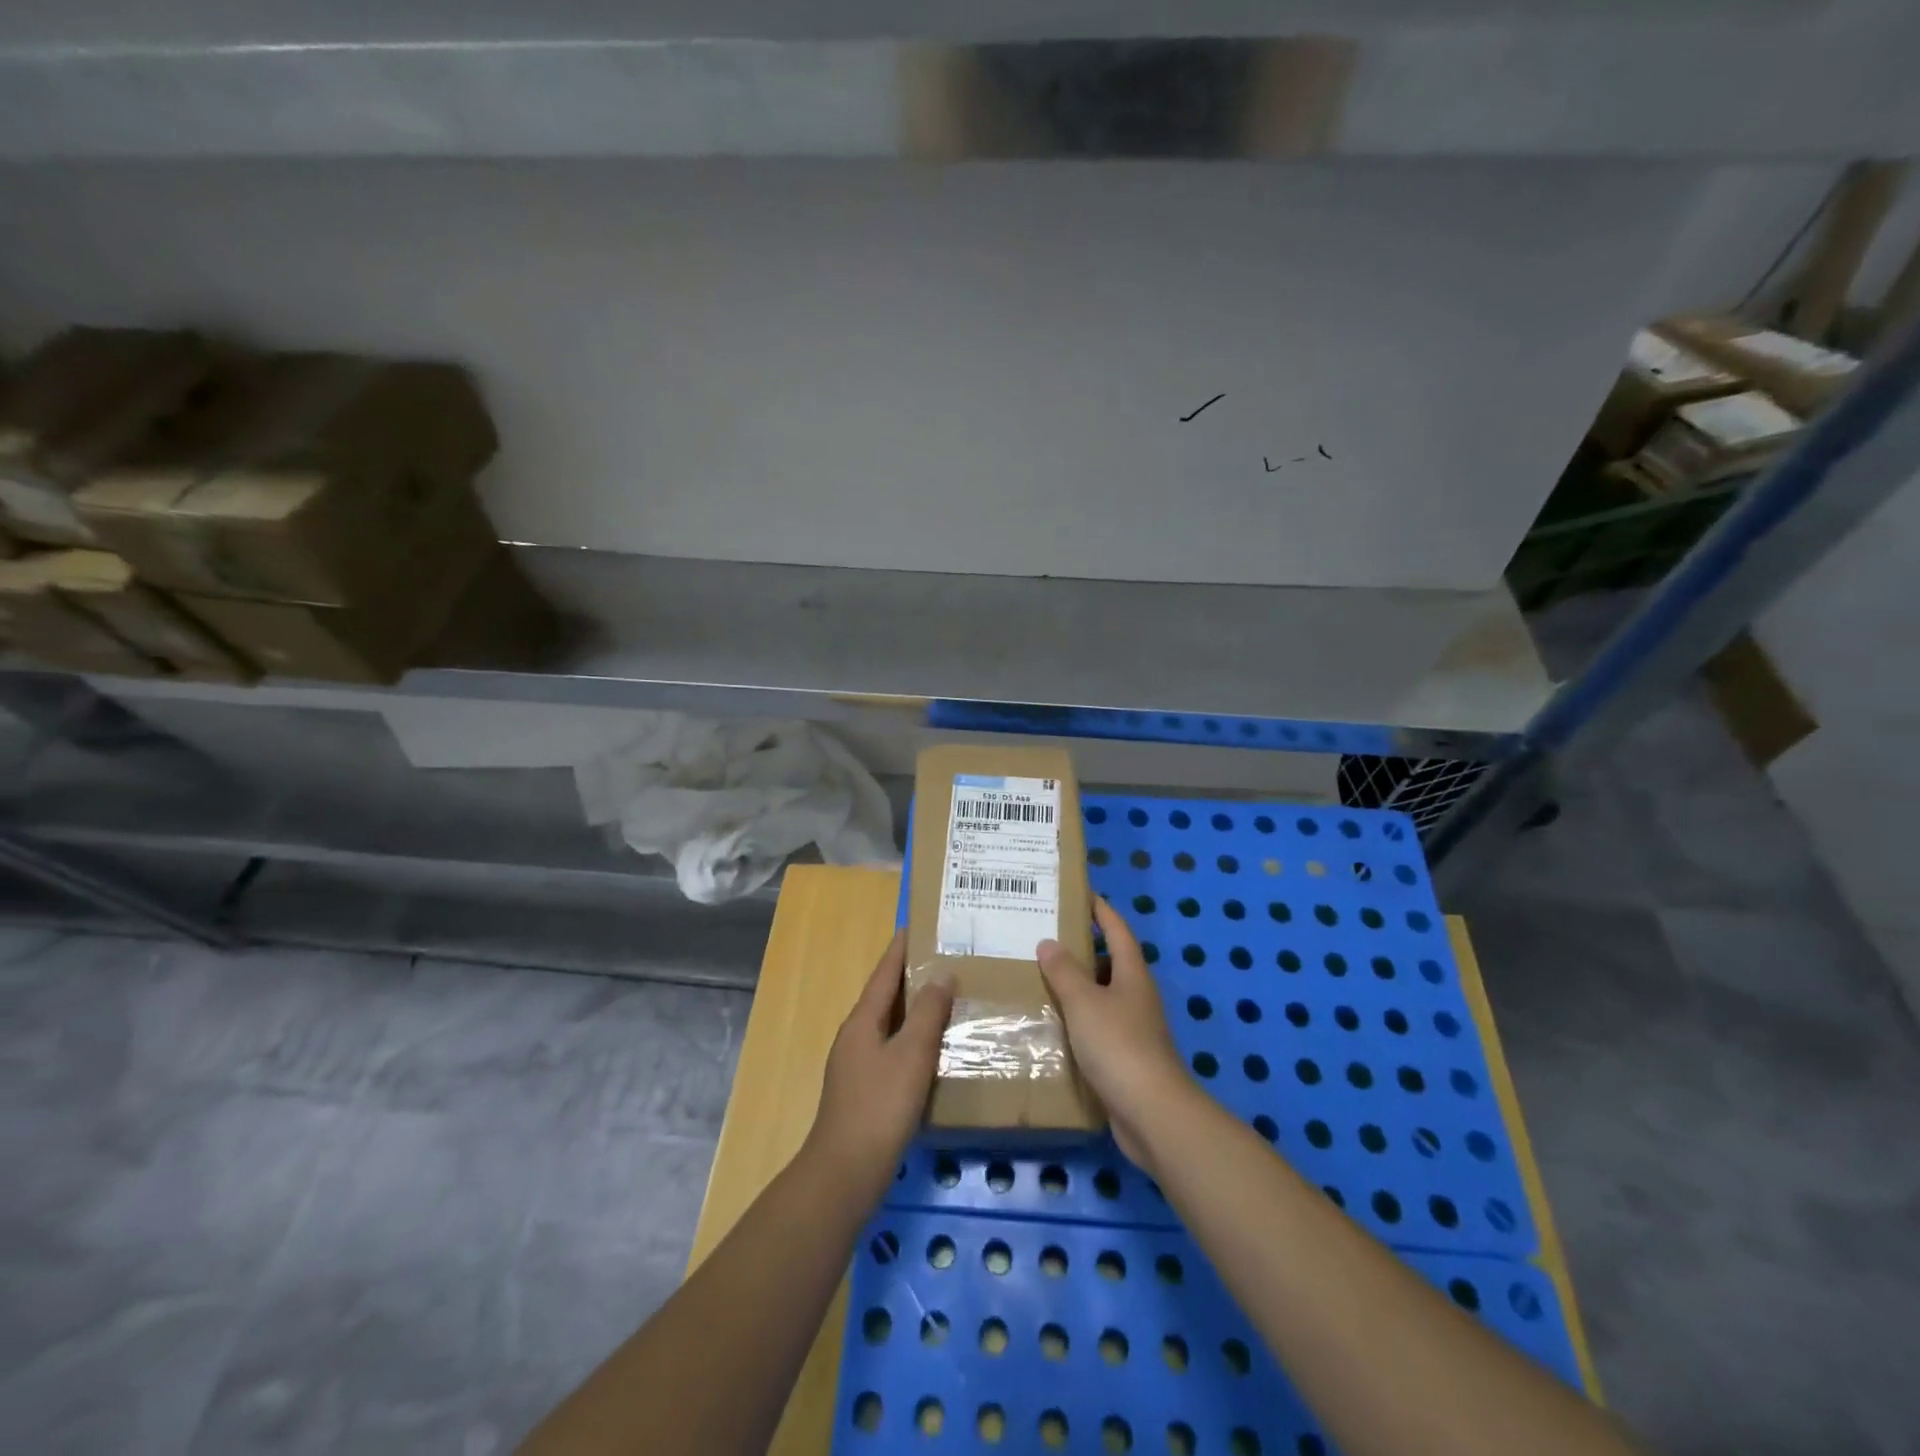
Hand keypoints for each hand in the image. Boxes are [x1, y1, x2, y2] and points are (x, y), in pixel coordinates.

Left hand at [805, 929, 953, 1203]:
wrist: (846, 1172)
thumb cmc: (880, 1106)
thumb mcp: (911, 1054)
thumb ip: (928, 1013)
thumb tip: (941, 974)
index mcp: (862, 1021)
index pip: (884, 974)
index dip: (900, 949)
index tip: (916, 926)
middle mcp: (855, 1037)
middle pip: (885, 997)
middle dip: (910, 977)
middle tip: (943, 960)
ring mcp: (857, 1066)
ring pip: (889, 1025)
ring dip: (914, 1010)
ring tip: (945, 999)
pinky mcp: (865, 1092)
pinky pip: (892, 1051)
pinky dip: (913, 1040)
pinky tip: (934, 1050)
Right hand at [1038, 897, 1194, 1173]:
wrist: (1151, 1113)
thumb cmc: (1118, 1046)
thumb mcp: (1084, 1002)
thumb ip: (1064, 972)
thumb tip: (1049, 942)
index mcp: (1132, 975)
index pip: (1117, 931)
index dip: (1102, 911)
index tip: (1082, 894)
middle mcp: (1136, 997)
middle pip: (1110, 963)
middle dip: (1083, 949)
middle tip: (1046, 938)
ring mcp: (1133, 1029)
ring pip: (1102, 997)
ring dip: (1077, 987)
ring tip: (1040, 978)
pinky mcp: (1125, 1059)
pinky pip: (1097, 1028)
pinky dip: (1077, 1021)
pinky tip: (1052, 1025)